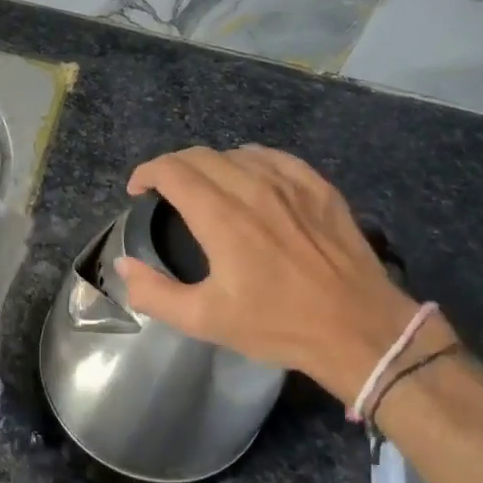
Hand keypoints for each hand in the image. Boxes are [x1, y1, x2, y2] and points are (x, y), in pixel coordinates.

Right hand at [114, 145, 441, 405]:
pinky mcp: (318, 186)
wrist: (359, 329)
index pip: (172, 170)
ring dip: (210, 165)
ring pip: (235, 153)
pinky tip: (249, 177)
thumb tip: (123, 264)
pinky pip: (273, 156)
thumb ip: (155, 292)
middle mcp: (252, 188)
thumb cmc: (278, 325)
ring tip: (205, 187)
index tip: (138, 190)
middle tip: (165, 191)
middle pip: (199, 156)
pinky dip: (249, 161)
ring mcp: (290, 183)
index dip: (146, 173)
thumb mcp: (206, 320)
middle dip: (172, 167)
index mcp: (221, 217)